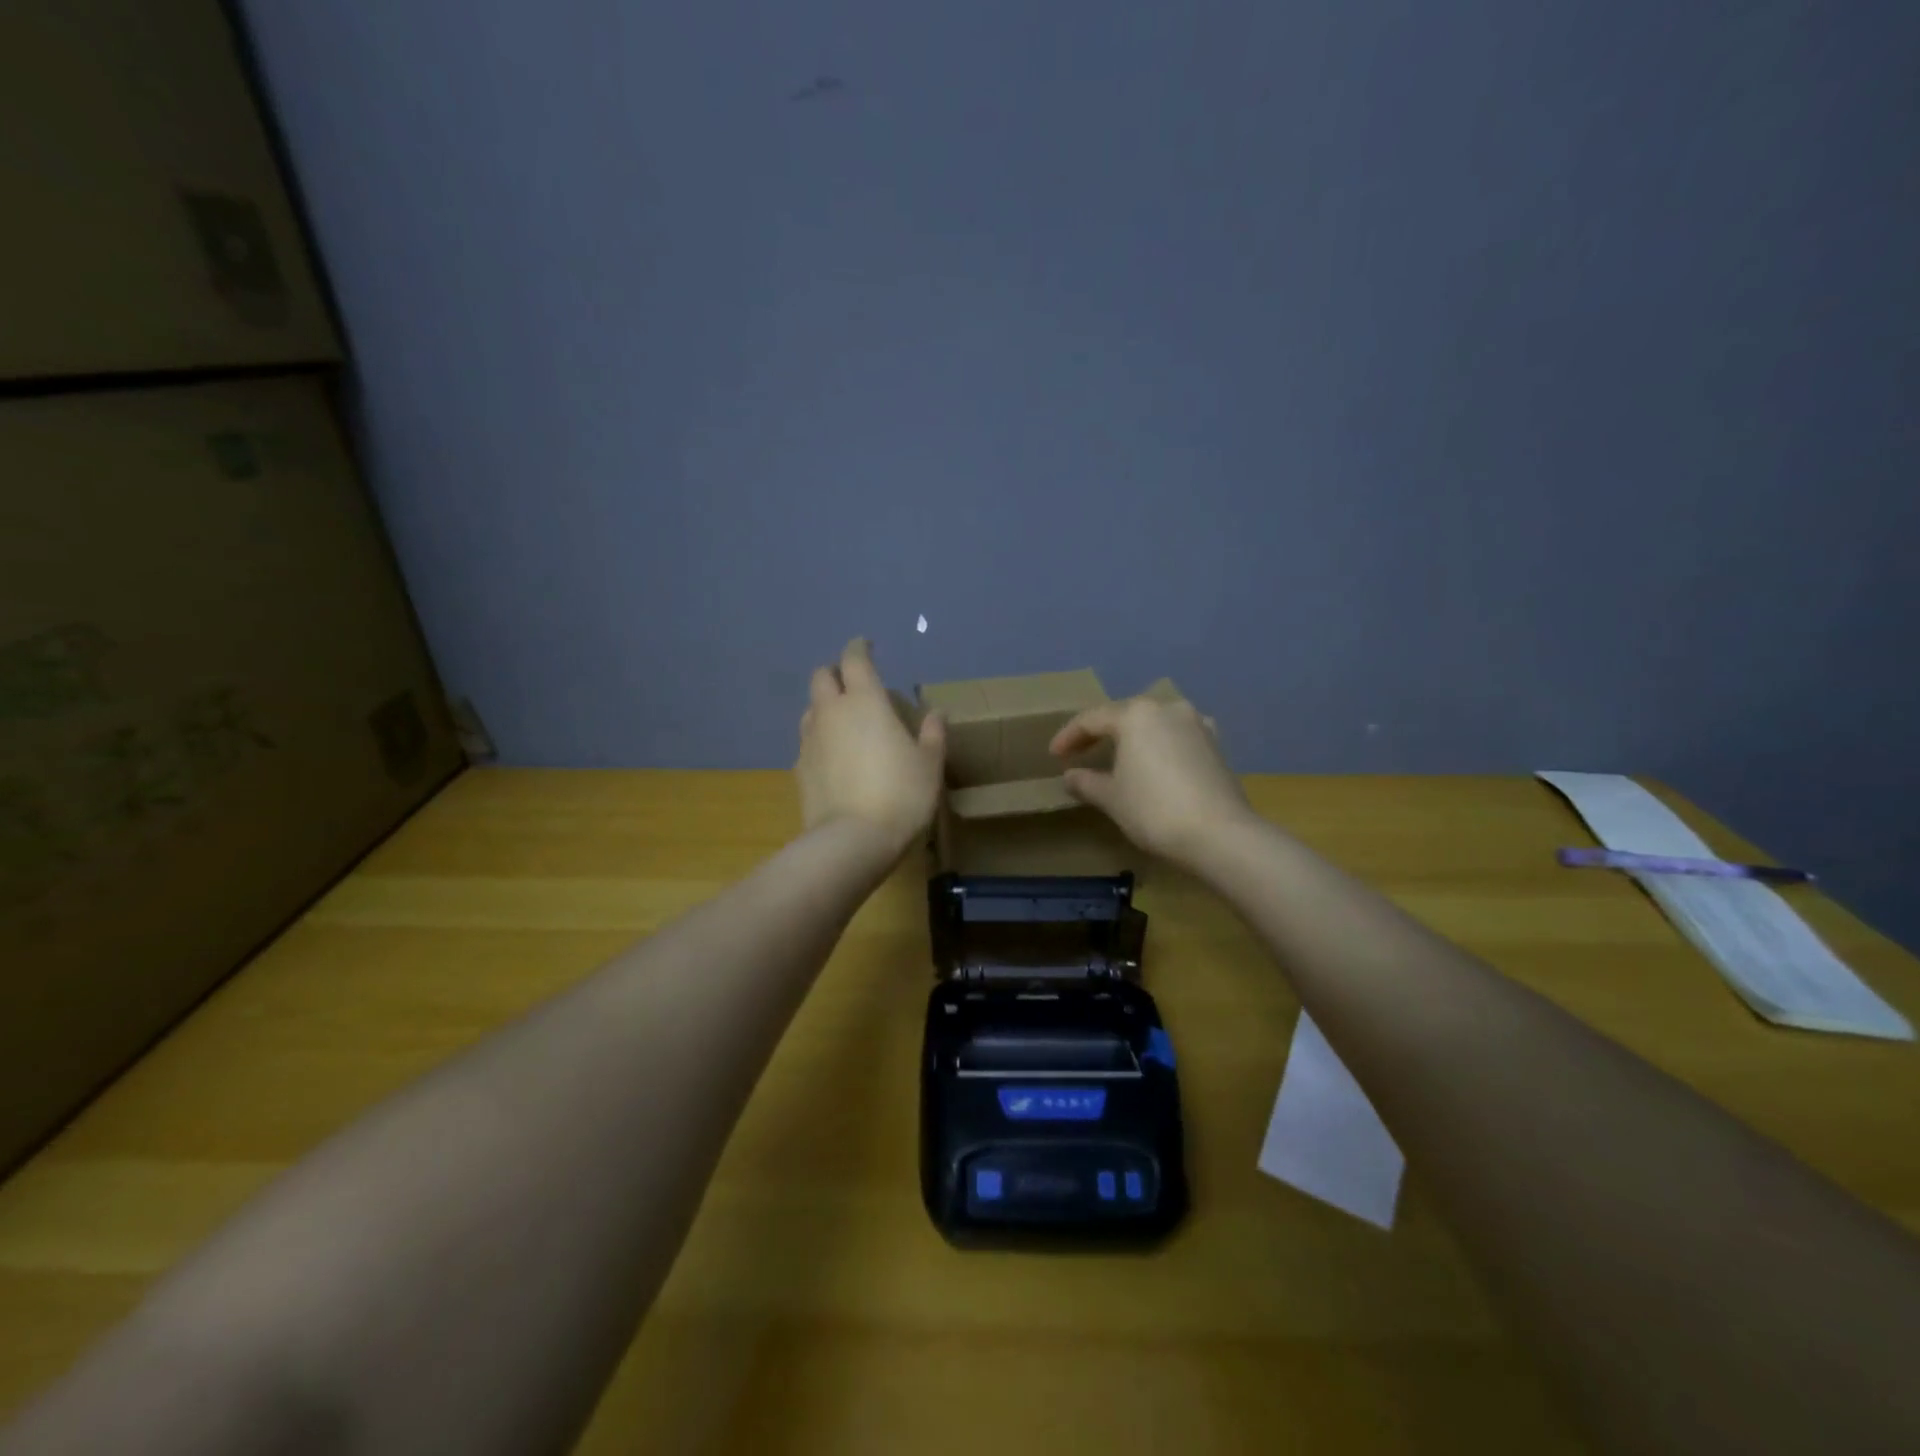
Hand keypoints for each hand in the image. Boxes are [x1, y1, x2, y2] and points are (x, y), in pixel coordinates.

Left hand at [795, 638, 946, 851]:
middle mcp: (832, 712)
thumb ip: (932, 735)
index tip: (867, 646)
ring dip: (825, 706)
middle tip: (854, 684)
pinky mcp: (799, 768)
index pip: (855, 659)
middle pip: (822, 677)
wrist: (852, 840)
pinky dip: (820, 739)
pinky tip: (834, 757)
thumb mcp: (929, 765)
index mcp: (865, 701)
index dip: (860, 648)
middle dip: (836, 673)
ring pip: (811, 709)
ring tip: (844, 721)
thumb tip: (936, 714)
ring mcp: (810, 740)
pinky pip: (808, 741)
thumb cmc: (900, 795)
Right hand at [1049, 693, 1256, 866]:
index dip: (1069, 736)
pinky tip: (1154, 764)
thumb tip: (1070, 776)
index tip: (1054, 756)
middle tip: (1081, 753)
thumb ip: (1087, 782)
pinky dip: (1159, 747)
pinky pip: (1177, 738)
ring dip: (1132, 739)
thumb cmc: (1153, 809)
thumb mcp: (1112, 798)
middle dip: (1101, 734)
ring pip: (1154, 725)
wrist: (1219, 834)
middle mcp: (1168, 708)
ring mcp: (1197, 724)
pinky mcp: (1216, 745)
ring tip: (1117, 759)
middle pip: (1125, 716)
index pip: (1092, 719)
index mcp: (1136, 714)